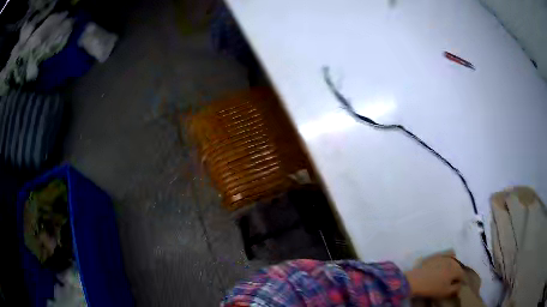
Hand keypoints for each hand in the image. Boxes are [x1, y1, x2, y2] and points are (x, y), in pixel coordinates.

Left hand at [405, 254, 463, 297]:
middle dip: (456, 274)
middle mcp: (453, 260)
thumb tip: (460, 286)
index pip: (462, 276)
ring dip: (453, 266)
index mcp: (457, 270)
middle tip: (450, 281)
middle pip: (458, 267)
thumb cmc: (432, 288)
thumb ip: (456, 289)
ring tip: (447, 273)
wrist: (416, 280)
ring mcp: (445, 256)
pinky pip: (447, 253)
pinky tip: (447, 260)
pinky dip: (449, 255)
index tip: (454, 287)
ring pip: (454, 260)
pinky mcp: (437, 254)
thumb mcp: (445, 292)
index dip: (459, 282)